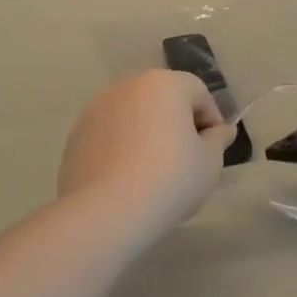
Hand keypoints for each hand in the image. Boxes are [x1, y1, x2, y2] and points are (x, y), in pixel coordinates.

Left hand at [58, 70, 232, 235]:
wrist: (106, 213)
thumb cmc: (170, 179)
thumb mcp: (209, 163)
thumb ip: (218, 140)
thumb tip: (220, 130)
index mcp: (164, 84)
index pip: (198, 92)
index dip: (211, 119)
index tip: (214, 149)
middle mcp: (128, 86)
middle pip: (163, 99)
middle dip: (177, 123)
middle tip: (187, 160)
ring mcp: (97, 109)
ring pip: (134, 116)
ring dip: (147, 134)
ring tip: (154, 172)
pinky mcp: (76, 135)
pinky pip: (110, 135)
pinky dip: (121, 149)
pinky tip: (126, 180)